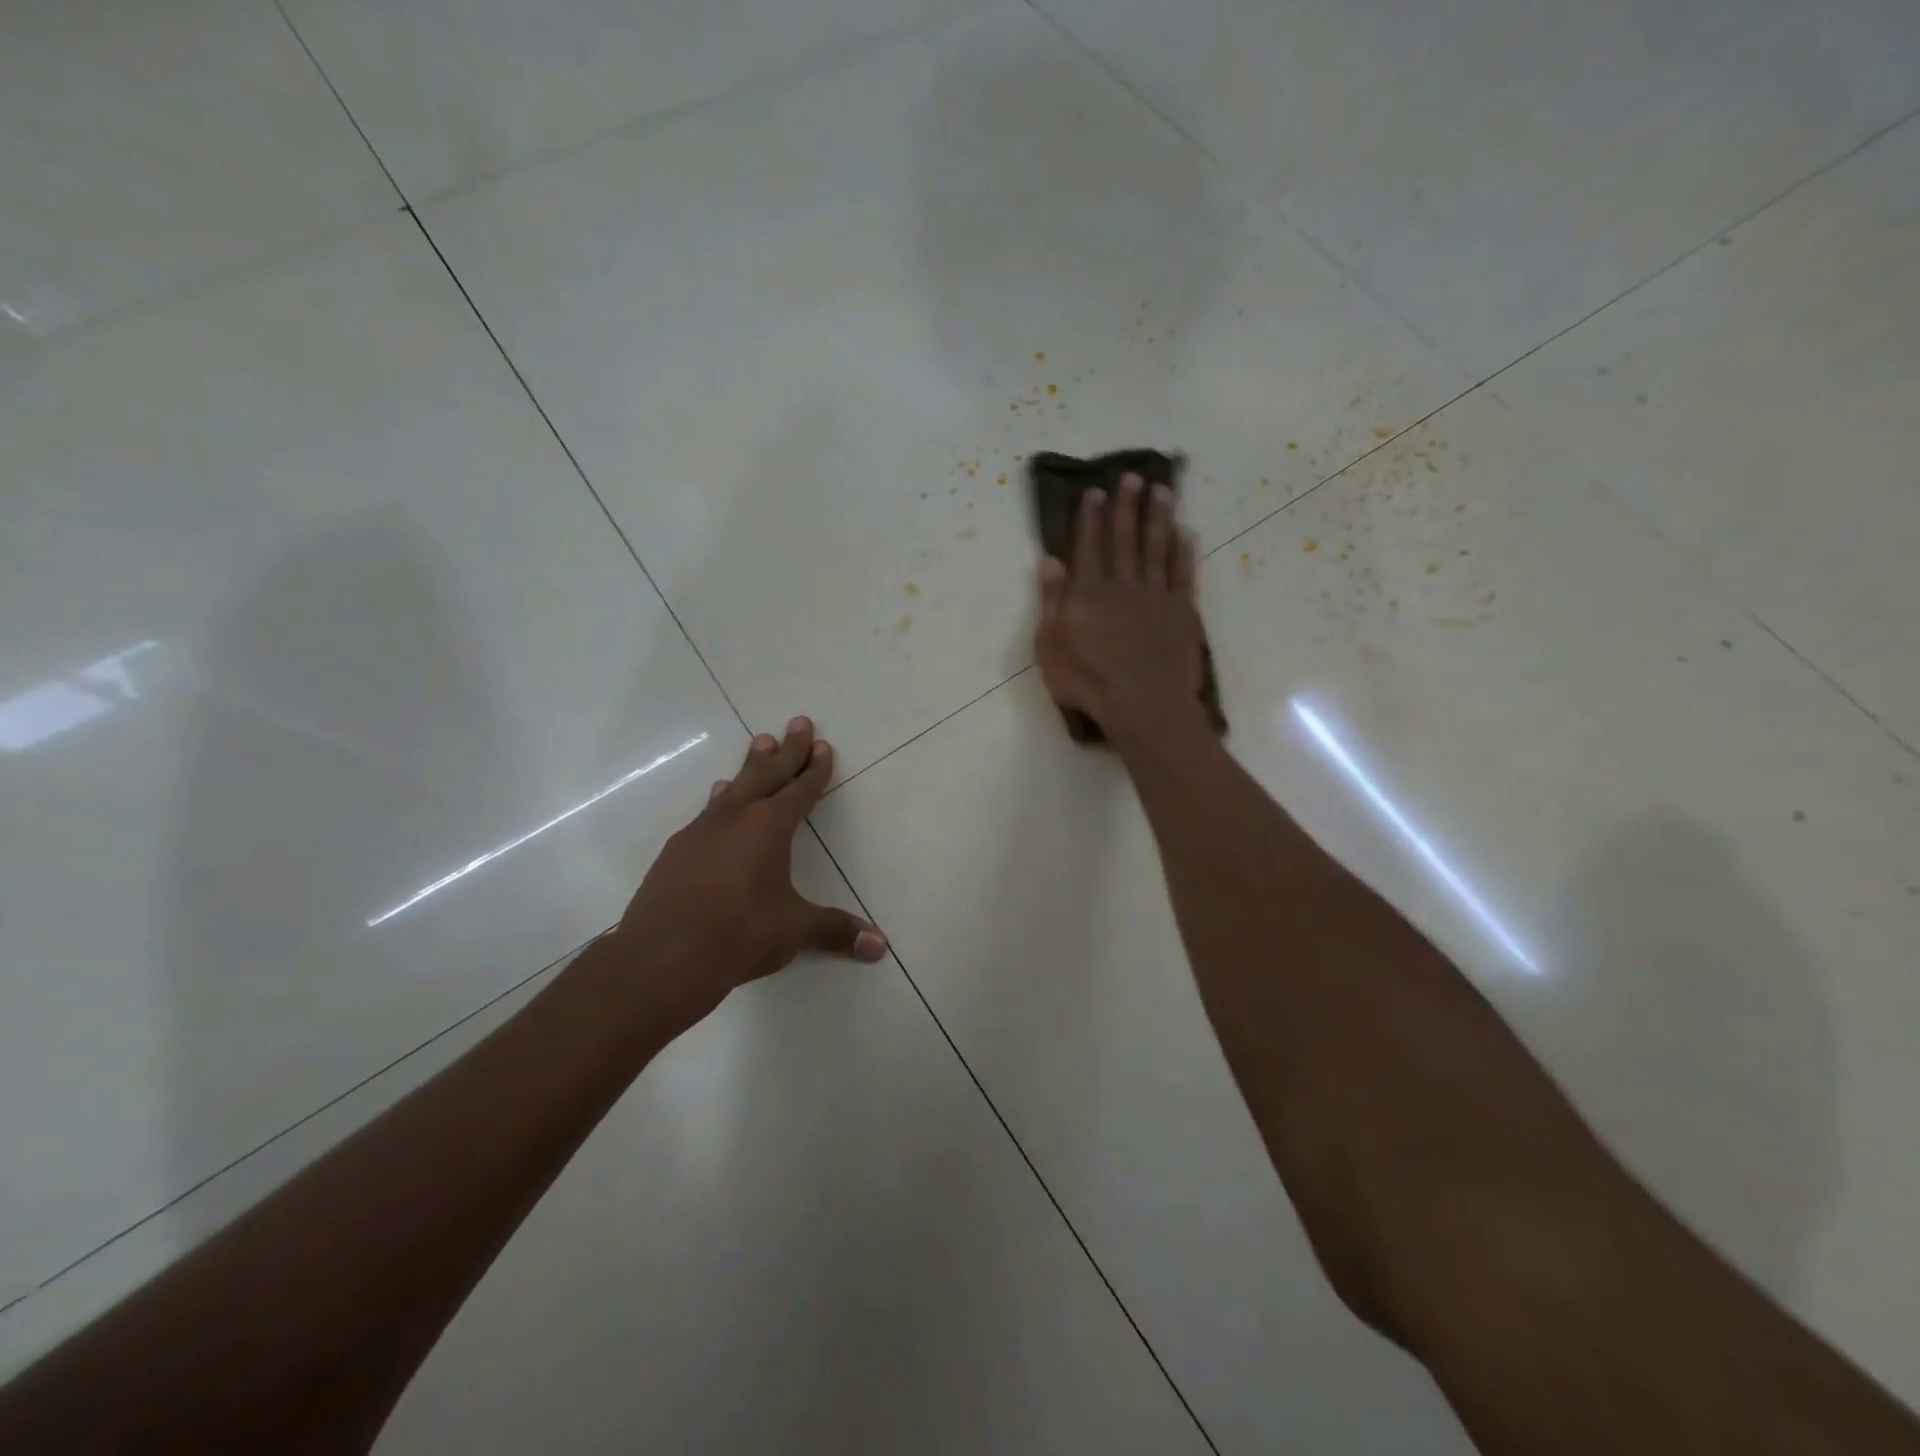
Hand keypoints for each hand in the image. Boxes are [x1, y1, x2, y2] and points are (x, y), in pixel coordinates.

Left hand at [610, 717, 886, 1028]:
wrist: (662, 957)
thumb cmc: (739, 935)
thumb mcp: (795, 931)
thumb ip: (836, 931)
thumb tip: (881, 946)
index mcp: (769, 827)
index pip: (800, 790)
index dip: (815, 769)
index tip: (823, 746)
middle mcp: (735, 818)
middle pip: (767, 774)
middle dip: (787, 750)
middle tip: (798, 722)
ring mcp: (701, 831)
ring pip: (734, 788)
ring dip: (751, 766)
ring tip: (759, 743)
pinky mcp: (677, 851)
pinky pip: (708, 812)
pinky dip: (722, 798)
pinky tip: (719, 799)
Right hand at [1034, 474, 1206, 741]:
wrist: (1144, 705)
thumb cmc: (1088, 681)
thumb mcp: (1051, 646)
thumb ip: (1052, 601)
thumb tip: (1051, 561)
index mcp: (1088, 592)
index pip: (1089, 545)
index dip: (1091, 517)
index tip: (1095, 491)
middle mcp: (1123, 584)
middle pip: (1125, 538)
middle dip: (1127, 505)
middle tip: (1133, 476)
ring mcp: (1156, 595)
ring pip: (1157, 547)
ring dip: (1159, 516)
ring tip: (1163, 490)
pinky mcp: (1182, 611)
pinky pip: (1183, 573)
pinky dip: (1184, 551)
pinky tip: (1186, 533)